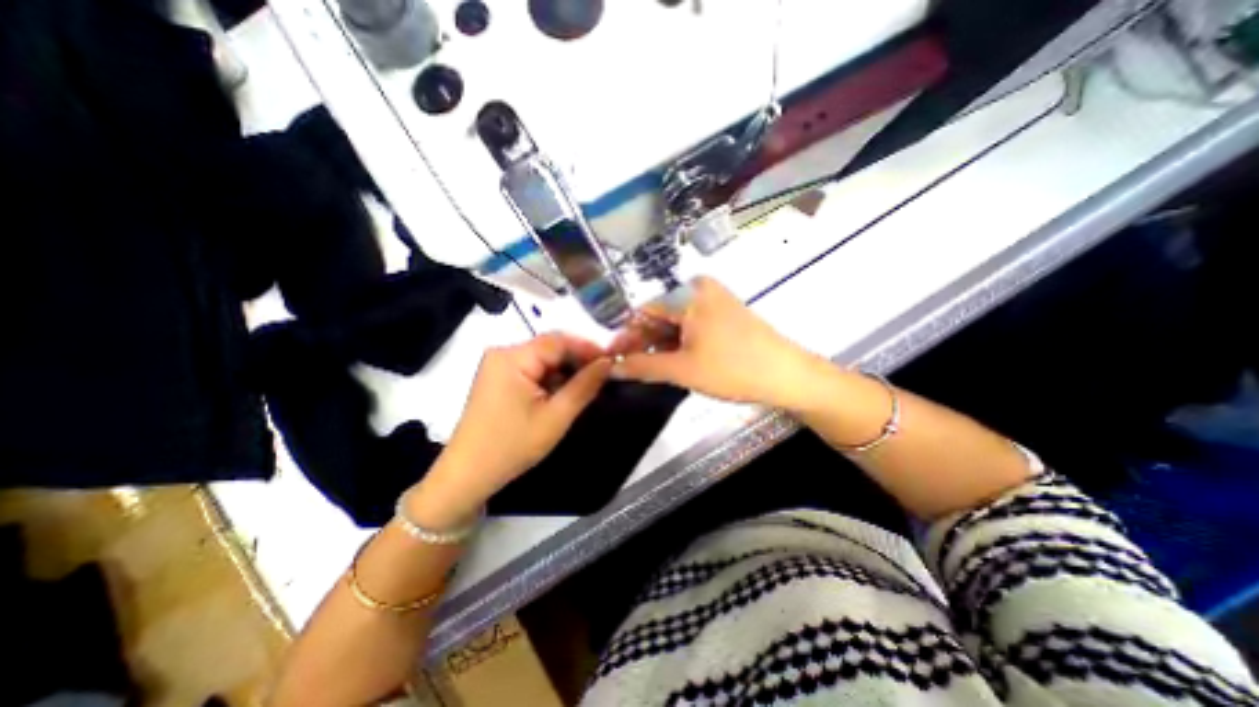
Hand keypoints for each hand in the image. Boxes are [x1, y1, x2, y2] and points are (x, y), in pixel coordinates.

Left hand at [412, 331, 611, 523]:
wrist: (467, 475)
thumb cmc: (512, 446)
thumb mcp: (556, 417)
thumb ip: (584, 386)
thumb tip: (609, 362)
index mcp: (513, 357)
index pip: (559, 340)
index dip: (588, 347)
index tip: (613, 360)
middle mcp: (503, 353)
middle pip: (550, 347)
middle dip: (578, 360)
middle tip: (604, 375)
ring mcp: (499, 365)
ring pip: (543, 359)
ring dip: (566, 371)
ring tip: (588, 386)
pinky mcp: (499, 378)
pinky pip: (533, 369)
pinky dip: (551, 378)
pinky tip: (564, 392)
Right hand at [613, 276, 828, 409]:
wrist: (787, 376)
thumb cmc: (732, 369)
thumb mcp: (682, 370)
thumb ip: (643, 366)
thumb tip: (612, 367)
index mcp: (689, 294)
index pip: (644, 311)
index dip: (626, 335)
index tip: (613, 357)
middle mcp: (700, 289)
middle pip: (660, 315)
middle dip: (643, 341)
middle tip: (629, 367)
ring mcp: (715, 300)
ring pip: (676, 322)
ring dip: (661, 344)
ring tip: (648, 368)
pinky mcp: (725, 313)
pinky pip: (692, 324)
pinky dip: (680, 342)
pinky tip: (673, 360)